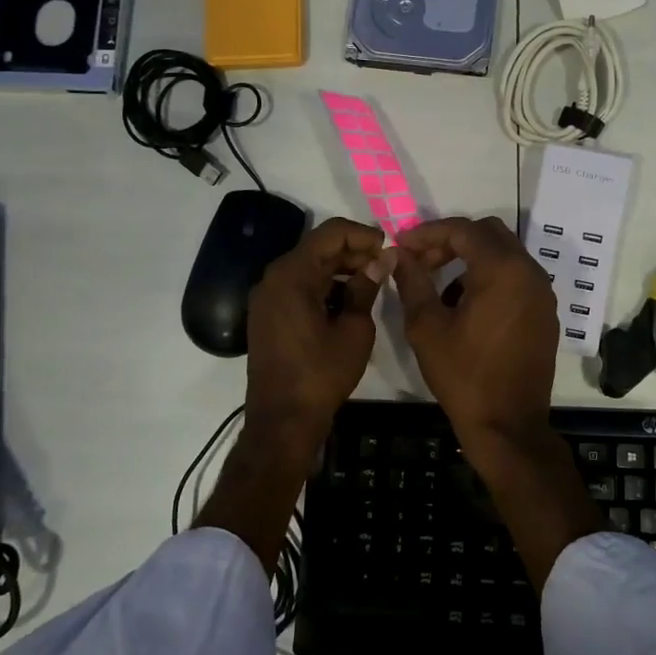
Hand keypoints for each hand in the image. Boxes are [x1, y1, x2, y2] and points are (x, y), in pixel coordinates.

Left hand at [245, 217, 390, 459]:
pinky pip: (299, 286)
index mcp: (292, 276)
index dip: (362, 235)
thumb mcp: (354, 329)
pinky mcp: (268, 315)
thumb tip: (383, 259)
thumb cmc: (322, 373)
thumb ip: (366, 287)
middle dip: (353, 251)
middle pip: (317, 248)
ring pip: (309, 267)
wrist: (283, 420)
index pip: (330, 234)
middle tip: (384, 265)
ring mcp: (267, 297)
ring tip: (372, 282)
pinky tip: (349, 300)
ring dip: (340, 268)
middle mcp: (273, 278)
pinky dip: (324, 286)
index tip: (388, 248)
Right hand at [395, 216, 599, 586]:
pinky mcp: (545, 313)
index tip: (402, 246)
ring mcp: (543, 293)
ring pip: (504, 255)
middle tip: (421, 261)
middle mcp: (530, 273)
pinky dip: (490, 277)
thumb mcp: (427, 328)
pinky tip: (465, 305)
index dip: (428, 233)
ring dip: (471, 259)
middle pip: (488, 234)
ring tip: (439, 285)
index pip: (463, 230)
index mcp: (503, 270)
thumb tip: (400, 256)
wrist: (508, 425)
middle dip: (452, 241)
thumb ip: (413, 282)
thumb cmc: (464, 376)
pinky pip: (516, 278)